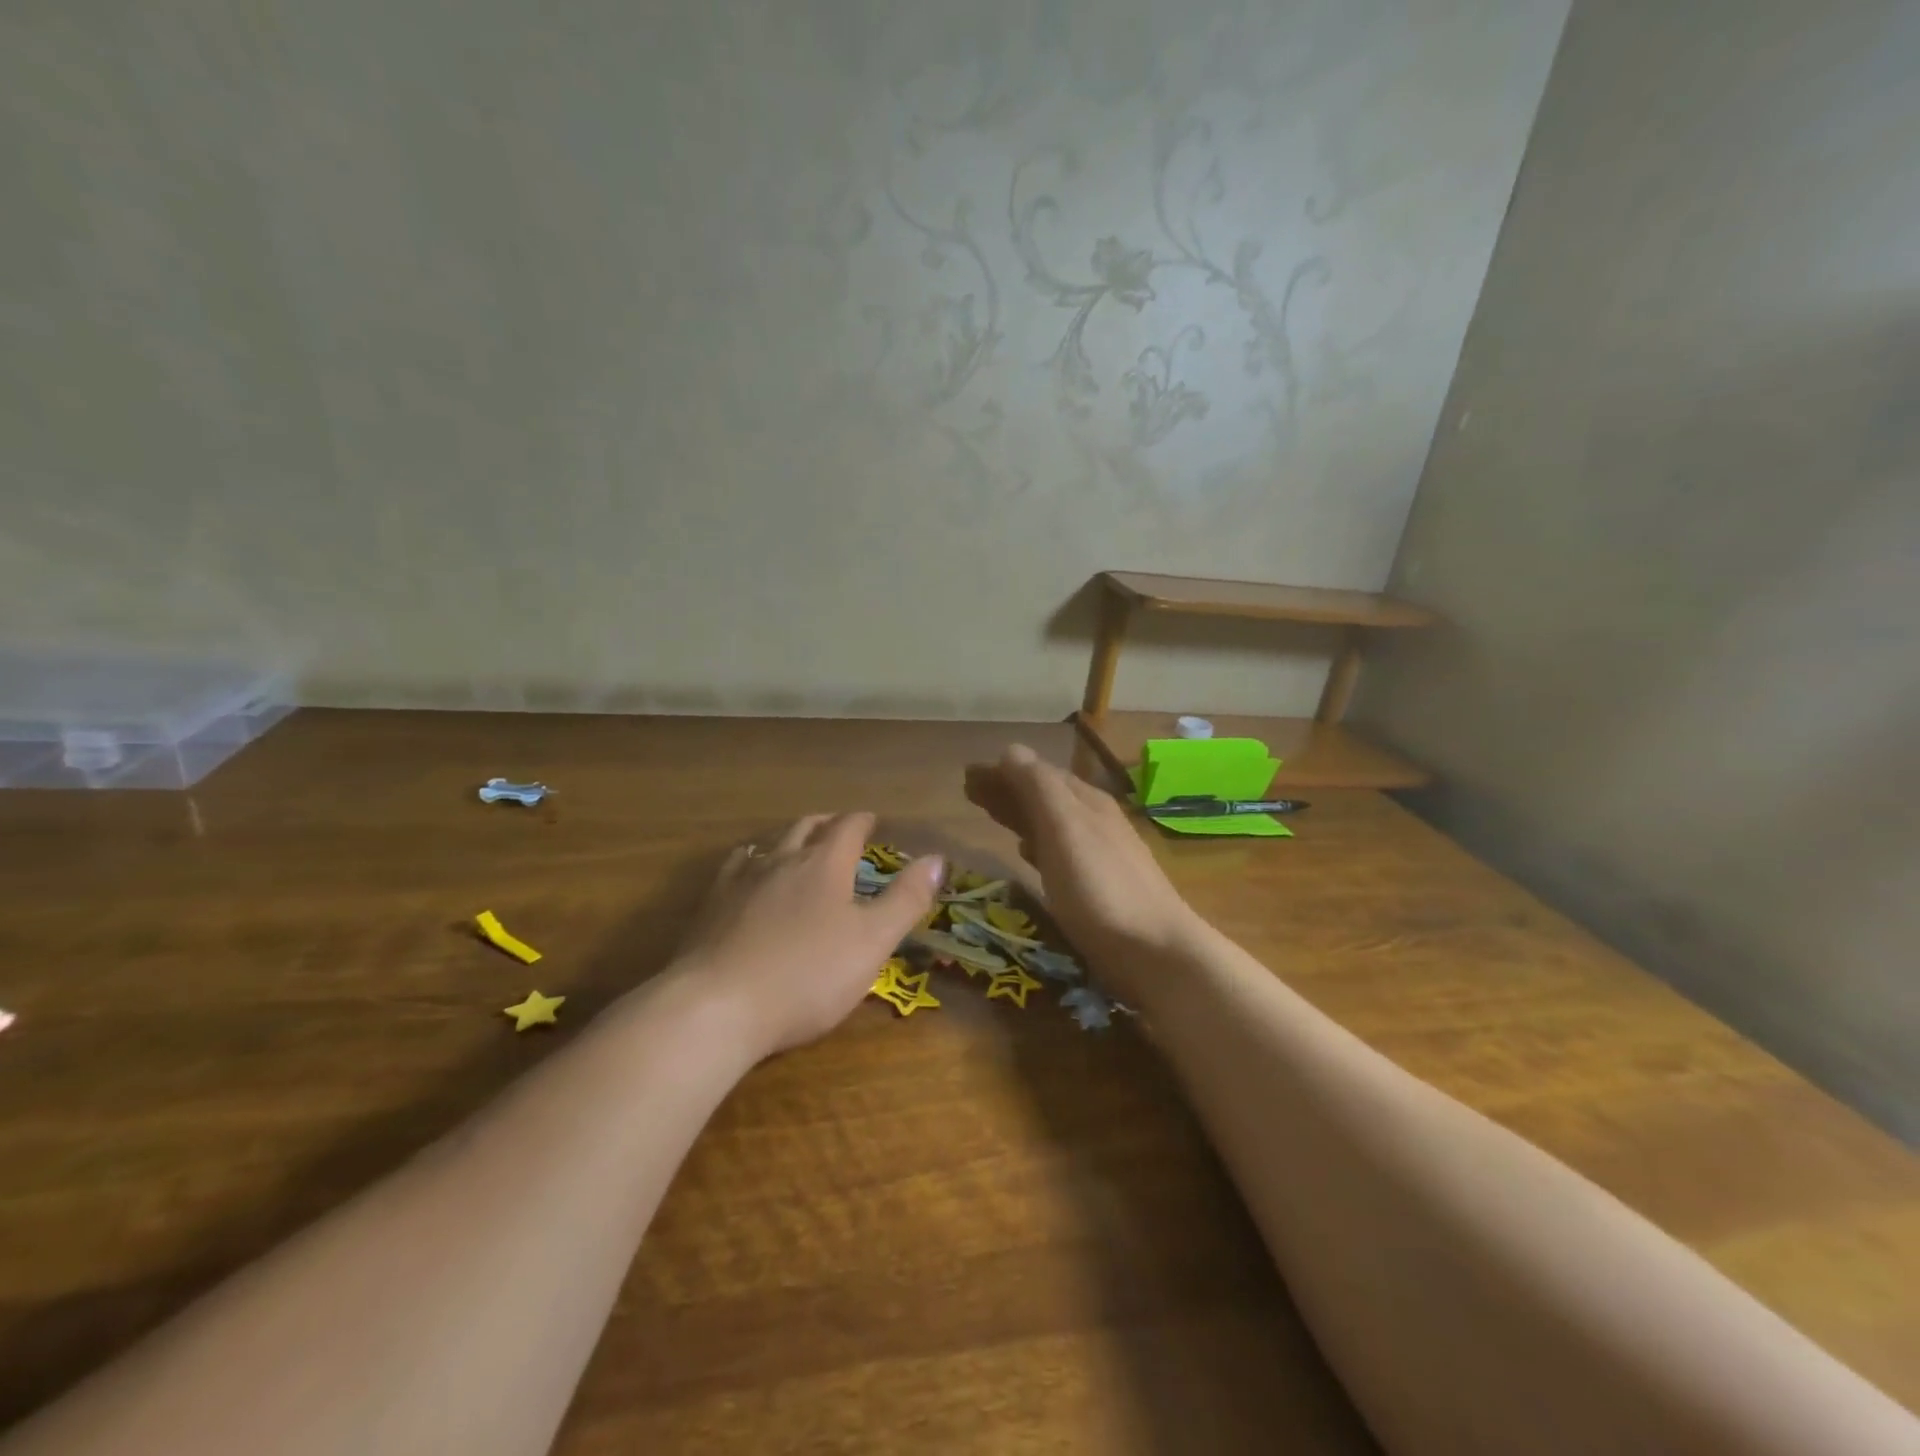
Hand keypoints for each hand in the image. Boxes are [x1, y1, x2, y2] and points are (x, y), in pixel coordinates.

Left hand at [670, 812, 942, 1057]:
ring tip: (797, 847)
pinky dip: (752, 862)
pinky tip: (749, 877)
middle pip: (806, 827)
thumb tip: (938, 859)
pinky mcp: (710, 906)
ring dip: (789, 840)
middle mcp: (781, 859)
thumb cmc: (807, 975)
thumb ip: (907, 899)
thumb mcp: (872, 942)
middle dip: (827, 824)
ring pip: (769, 844)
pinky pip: (735, 868)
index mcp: (824, 863)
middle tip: (840, 829)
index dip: (863, 821)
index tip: (873, 822)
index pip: (848, 826)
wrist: (717, 1006)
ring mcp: (740, 880)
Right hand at [964, 744, 1202, 997]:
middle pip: (1044, 795)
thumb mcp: (1065, 828)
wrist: (1155, 951)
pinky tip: (1026, 854)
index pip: (1037, 773)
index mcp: (1085, 801)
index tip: (968, 774)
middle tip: (969, 792)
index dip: (1003, 771)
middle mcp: (1093, 821)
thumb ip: (1038, 788)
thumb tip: (1011, 751)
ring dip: (1019, 814)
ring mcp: (1098, 855)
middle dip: (1007, 789)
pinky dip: (1036, 844)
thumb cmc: (1100, 886)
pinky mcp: (1097, 888)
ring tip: (990, 816)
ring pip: (1050, 823)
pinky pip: (1057, 852)